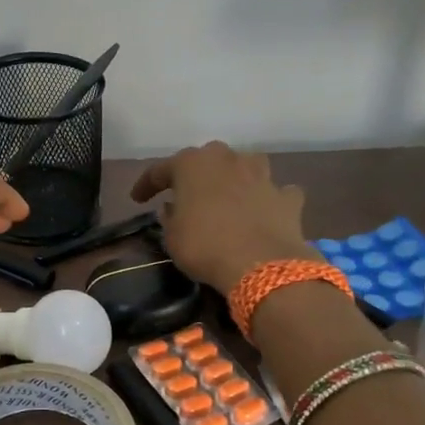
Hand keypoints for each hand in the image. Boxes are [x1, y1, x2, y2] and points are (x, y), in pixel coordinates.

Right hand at [130, 142, 319, 293]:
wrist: (262, 265)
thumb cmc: (205, 247)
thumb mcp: (172, 237)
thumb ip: (170, 217)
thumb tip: (173, 208)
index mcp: (192, 164)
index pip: (160, 169)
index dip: (146, 184)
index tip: (137, 199)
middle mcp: (228, 160)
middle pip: (207, 159)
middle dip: (197, 174)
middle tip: (187, 193)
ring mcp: (262, 176)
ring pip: (246, 165)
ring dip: (237, 177)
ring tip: (229, 195)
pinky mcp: (287, 198)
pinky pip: (277, 192)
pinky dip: (271, 199)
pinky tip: (266, 211)